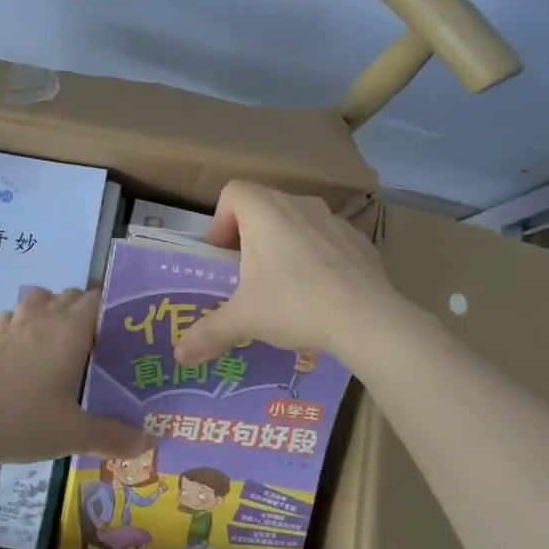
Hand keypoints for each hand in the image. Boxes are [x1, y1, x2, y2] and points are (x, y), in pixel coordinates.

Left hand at [0, 287, 147, 465]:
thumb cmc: (25, 420)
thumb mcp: (75, 434)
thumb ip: (114, 436)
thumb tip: (150, 444)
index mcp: (70, 331)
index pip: (97, 299)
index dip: (113, 308)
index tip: (126, 330)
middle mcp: (44, 319)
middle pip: (70, 295)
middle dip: (87, 310)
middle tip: (100, 342)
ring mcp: (14, 327)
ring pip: (39, 298)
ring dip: (52, 307)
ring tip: (62, 336)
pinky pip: (11, 317)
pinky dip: (22, 322)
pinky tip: (24, 345)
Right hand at [175, 182, 398, 366]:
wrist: (368, 318)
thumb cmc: (295, 304)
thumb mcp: (245, 319)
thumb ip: (210, 332)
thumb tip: (180, 356)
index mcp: (264, 210)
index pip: (232, 193)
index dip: (220, 221)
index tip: (222, 256)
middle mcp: (298, 204)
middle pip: (263, 205)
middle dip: (249, 235)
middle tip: (246, 274)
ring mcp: (333, 219)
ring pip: (297, 221)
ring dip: (284, 243)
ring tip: (284, 285)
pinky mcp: (359, 239)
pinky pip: (327, 238)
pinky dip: (317, 256)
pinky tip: (320, 291)